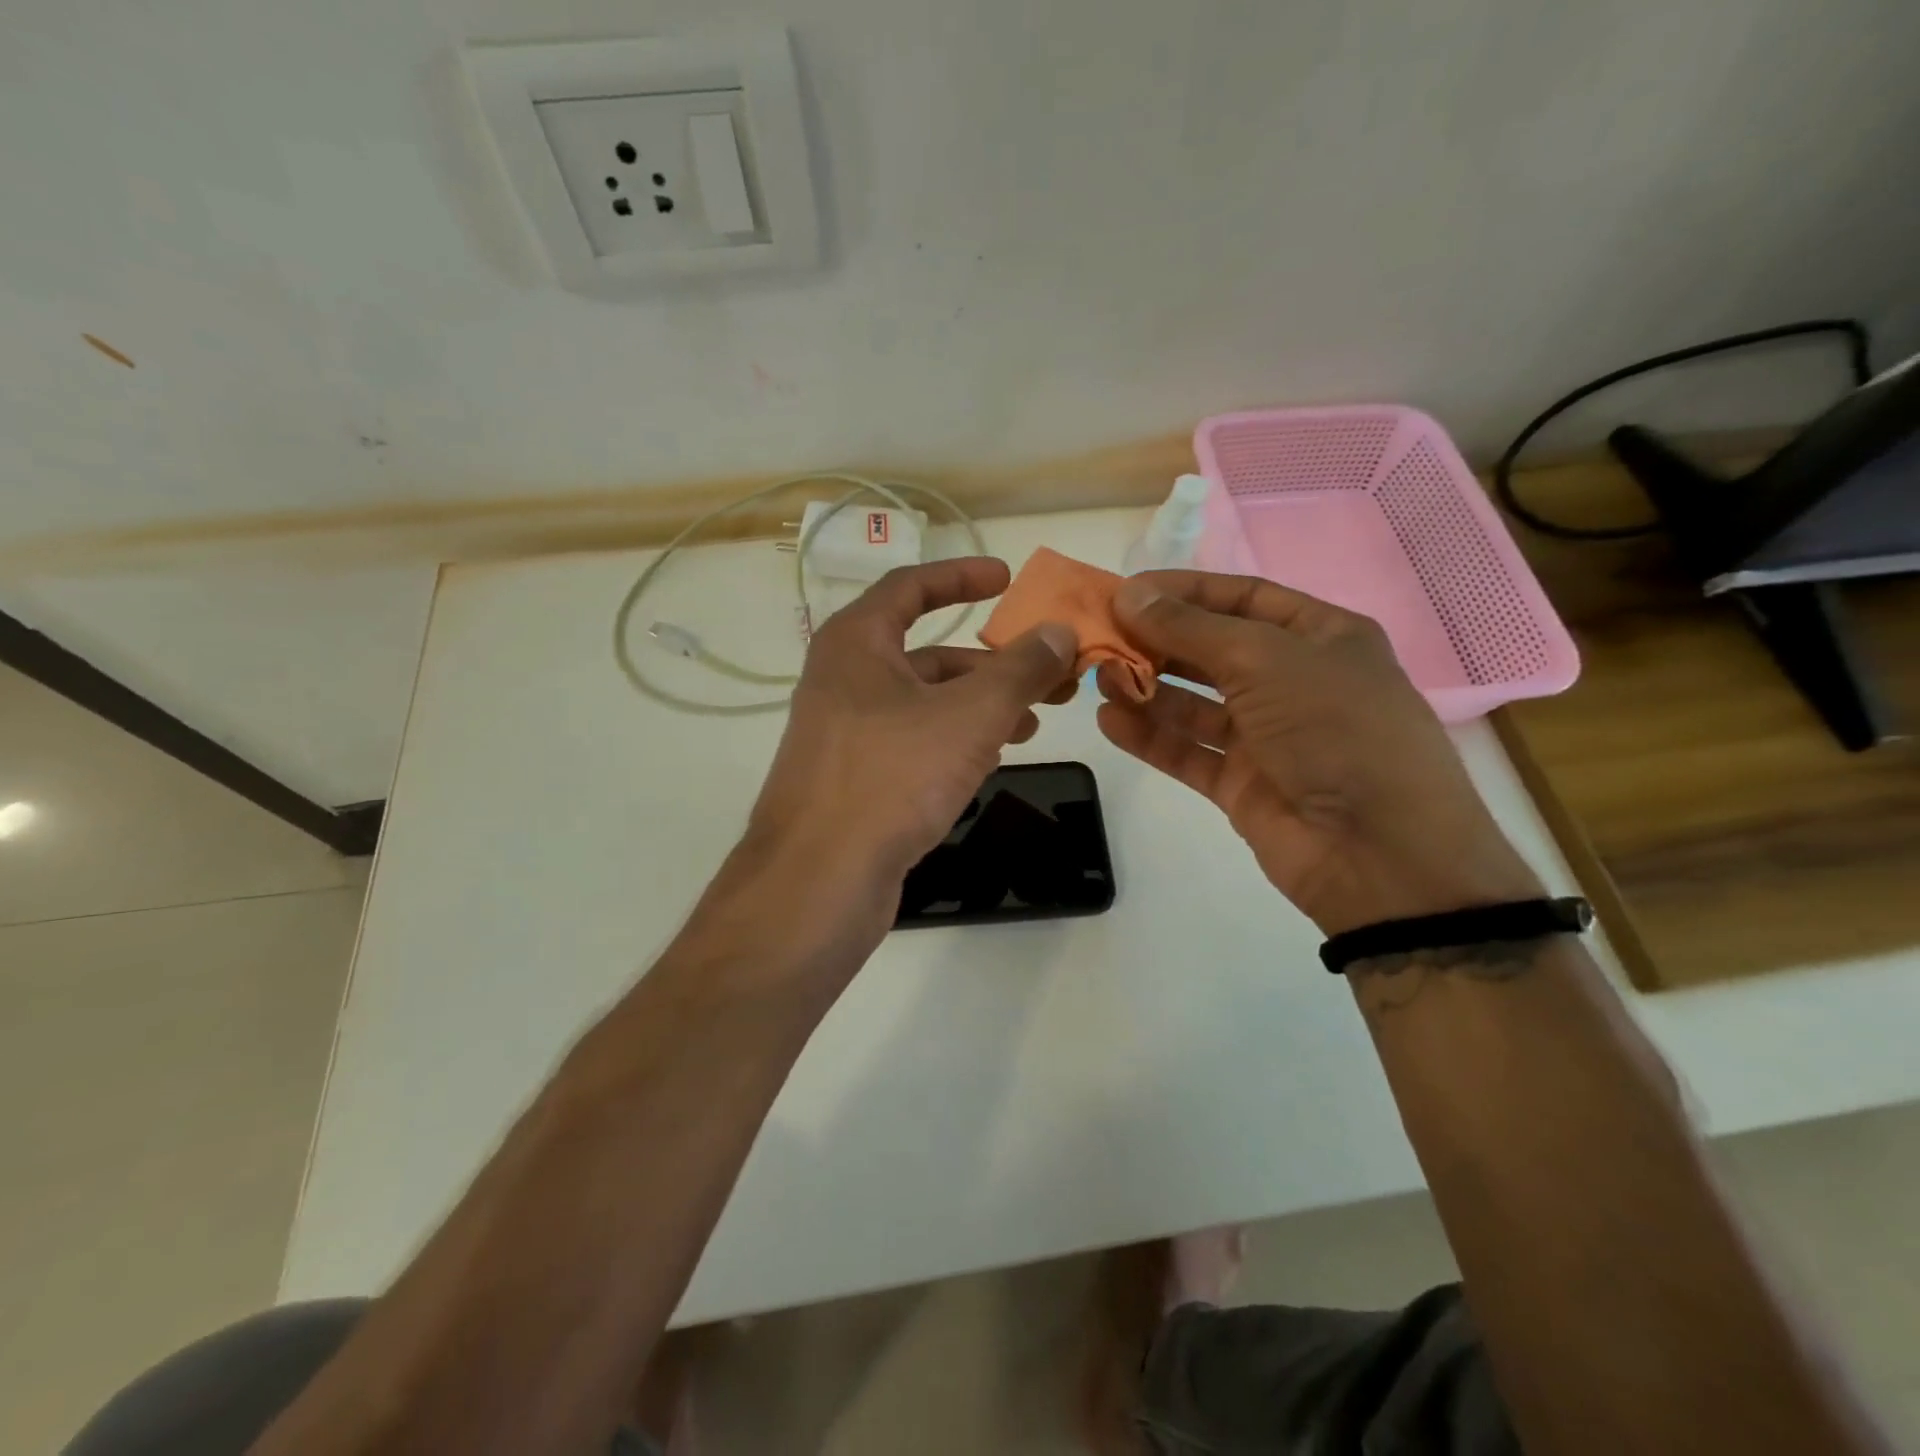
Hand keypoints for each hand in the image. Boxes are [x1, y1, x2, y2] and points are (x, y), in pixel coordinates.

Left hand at [747, 557, 1078, 888]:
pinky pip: (913, 744)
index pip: (910, 587)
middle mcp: (843, 681)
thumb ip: (1019, 669)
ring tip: (1033, 724)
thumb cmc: (892, 777)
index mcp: (856, 644)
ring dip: (980, 707)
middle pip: (927, 654)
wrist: (819, 880)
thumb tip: (1059, 632)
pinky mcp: (855, 780)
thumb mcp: (970, 715)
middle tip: (1050, 675)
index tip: (1007, 579)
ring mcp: (845, 735)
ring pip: (924, 704)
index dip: (960, 577)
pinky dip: (954, 742)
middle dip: (992, 663)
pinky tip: (990, 760)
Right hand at [1095, 571, 1539, 933]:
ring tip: (1100, 679)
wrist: (1379, 852)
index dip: (1184, 591)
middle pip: (1212, 650)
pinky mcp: (1241, 783)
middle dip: (1158, 641)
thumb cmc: (1335, 728)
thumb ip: (1190, 628)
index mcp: (1320, 637)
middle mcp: (1293, 681)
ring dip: (1147, 688)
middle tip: (1102, 636)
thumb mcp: (1265, 659)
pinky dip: (1149, 736)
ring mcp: (1266, 736)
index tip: (1126, 591)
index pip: (1242, 597)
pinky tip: (1109, 721)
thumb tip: (1129, 595)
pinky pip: (1187, 750)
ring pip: (1194, 703)